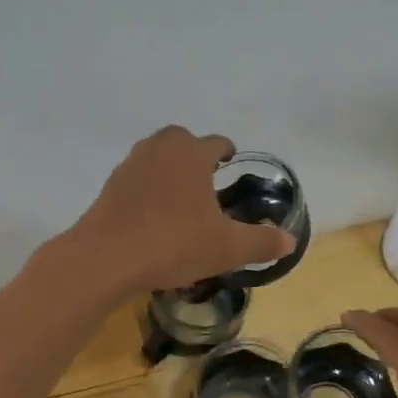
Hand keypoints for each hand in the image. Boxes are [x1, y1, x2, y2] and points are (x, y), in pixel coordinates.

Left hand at [72, 127, 294, 293]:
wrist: (107, 257)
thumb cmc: (174, 243)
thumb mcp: (227, 248)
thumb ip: (261, 242)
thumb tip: (290, 241)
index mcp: (192, 154)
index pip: (216, 142)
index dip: (227, 153)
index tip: (231, 165)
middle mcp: (160, 150)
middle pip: (181, 140)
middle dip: (194, 155)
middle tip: (206, 181)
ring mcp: (130, 166)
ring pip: (155, 157)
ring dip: (168, 170)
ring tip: (180, 198)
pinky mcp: (109, 187)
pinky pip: (136, 179)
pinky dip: (147, 189)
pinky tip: (153, 216)